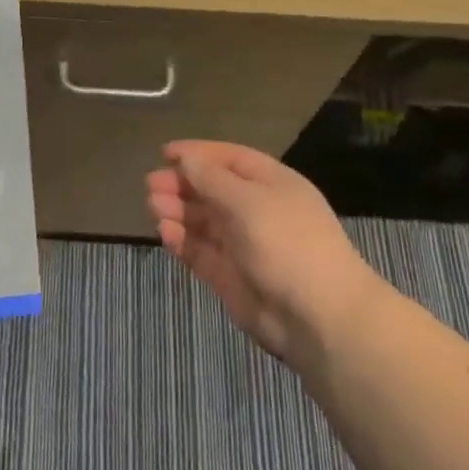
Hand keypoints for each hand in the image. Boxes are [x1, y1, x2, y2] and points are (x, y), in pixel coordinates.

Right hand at [146, 141, 383, 365]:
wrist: (318, 316)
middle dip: (182, 184)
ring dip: (178, 211)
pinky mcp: (229, 276)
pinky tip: (165, 233)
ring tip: (153, 207)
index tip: (165, 153)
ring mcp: (243, 244)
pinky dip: (182, 241)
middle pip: (212, 189)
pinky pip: (200, 251)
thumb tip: (186, 159)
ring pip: (203, 221)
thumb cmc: (287, 243)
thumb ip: (211, 179)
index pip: (230, 159)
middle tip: (151, 184)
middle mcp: (256, 210)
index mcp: (271, 184)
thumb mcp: (248, 201)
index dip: (198, 154)